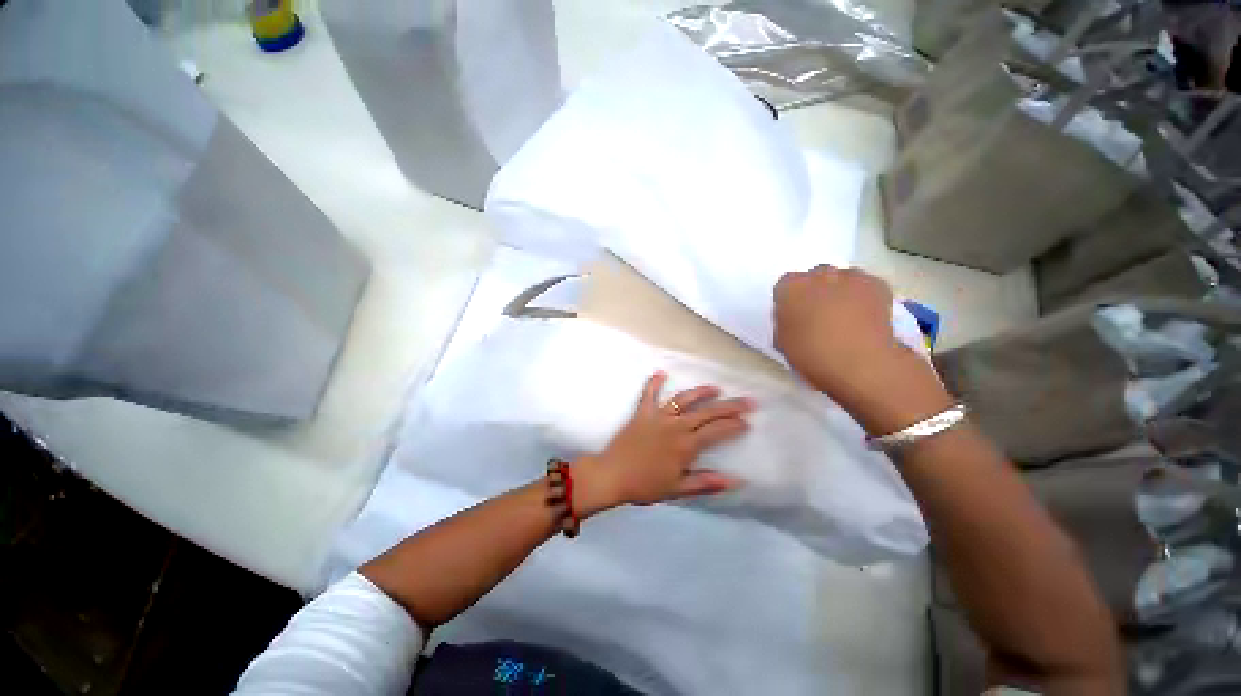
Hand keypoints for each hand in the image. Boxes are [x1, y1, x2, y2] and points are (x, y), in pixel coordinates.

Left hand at [573, 372, 753, 516]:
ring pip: (683, 399)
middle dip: (730, 406)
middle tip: (747, 400)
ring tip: (715, 387)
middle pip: (707, 412)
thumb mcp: (678, 489)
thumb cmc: (645, 485)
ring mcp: (658, 416)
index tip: (747, 422)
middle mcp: (675, 426)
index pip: (717, 432)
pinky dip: (654, 383)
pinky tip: (660, 372)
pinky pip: (648, 394)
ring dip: (700, 392)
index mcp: (686, 445)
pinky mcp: (642, 413)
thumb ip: (706, 483)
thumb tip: (737, 481)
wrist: (612, 475)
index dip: (734, 426)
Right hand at [772, 265, 951, 434]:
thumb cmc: (812, 355)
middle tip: (818, 317)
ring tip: (845, 319)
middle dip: (814, 293)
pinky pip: (864, 287)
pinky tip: (863, 318)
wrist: (862, 364)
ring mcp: (850, 277)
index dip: (788, 303)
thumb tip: (794, 318)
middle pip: (813, 278)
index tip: (793, 318)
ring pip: (840, 280)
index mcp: (789, 287)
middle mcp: (818, 274)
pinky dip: (862, 298)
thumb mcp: (782, 342)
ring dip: (839, 293)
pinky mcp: (877, 284)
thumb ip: (784, 322)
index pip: (784, 287)